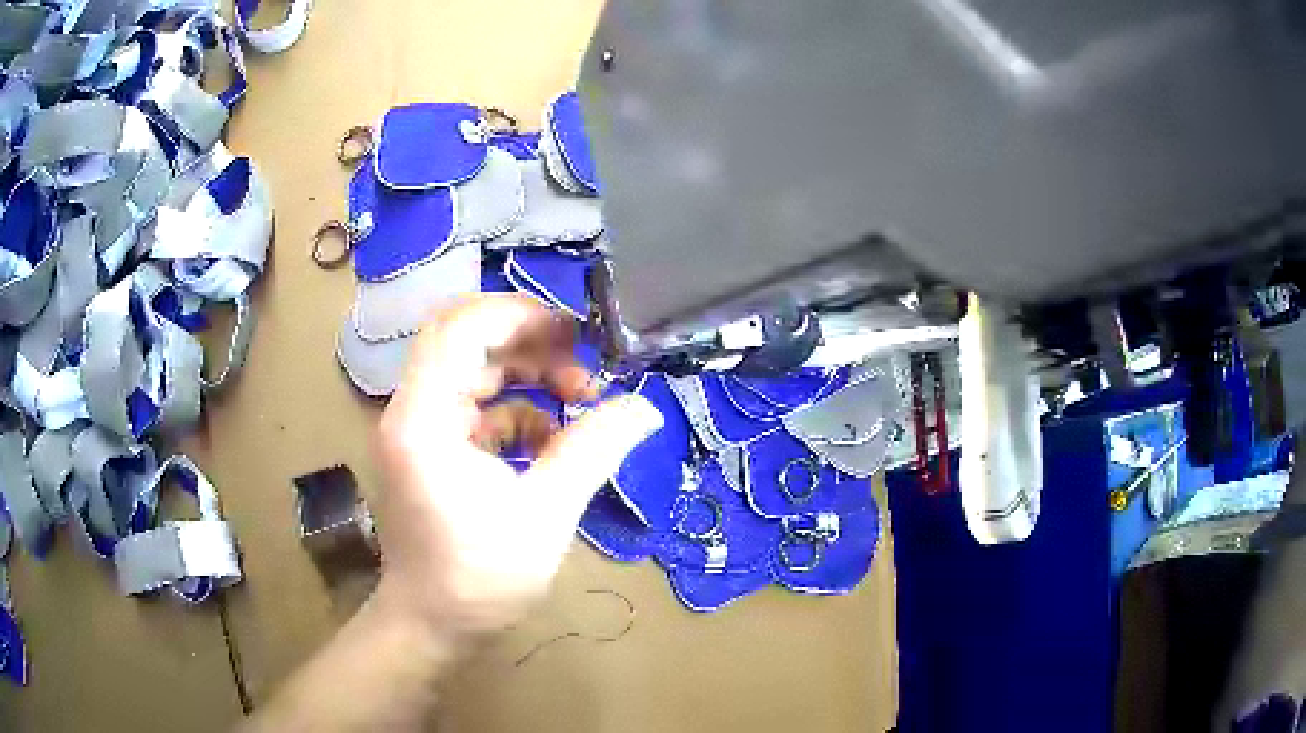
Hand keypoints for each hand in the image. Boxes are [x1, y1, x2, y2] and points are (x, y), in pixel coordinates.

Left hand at [371, 294, 661, 640]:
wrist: (432, 625)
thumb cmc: (479, 578)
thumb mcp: (546, 513)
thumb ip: (593, 450)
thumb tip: (646, 408)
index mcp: (424, 418)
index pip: (459, 328)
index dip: (517, 315)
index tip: (574, 334)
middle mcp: (411, 411)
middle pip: (464, 340)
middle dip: (528, 343)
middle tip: (582, 365)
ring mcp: (418, 429)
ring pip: (472, 370)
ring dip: (526, 377)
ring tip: (578, 401)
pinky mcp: (430, 449)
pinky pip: (475, 408)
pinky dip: (515, 412)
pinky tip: (550, 443)